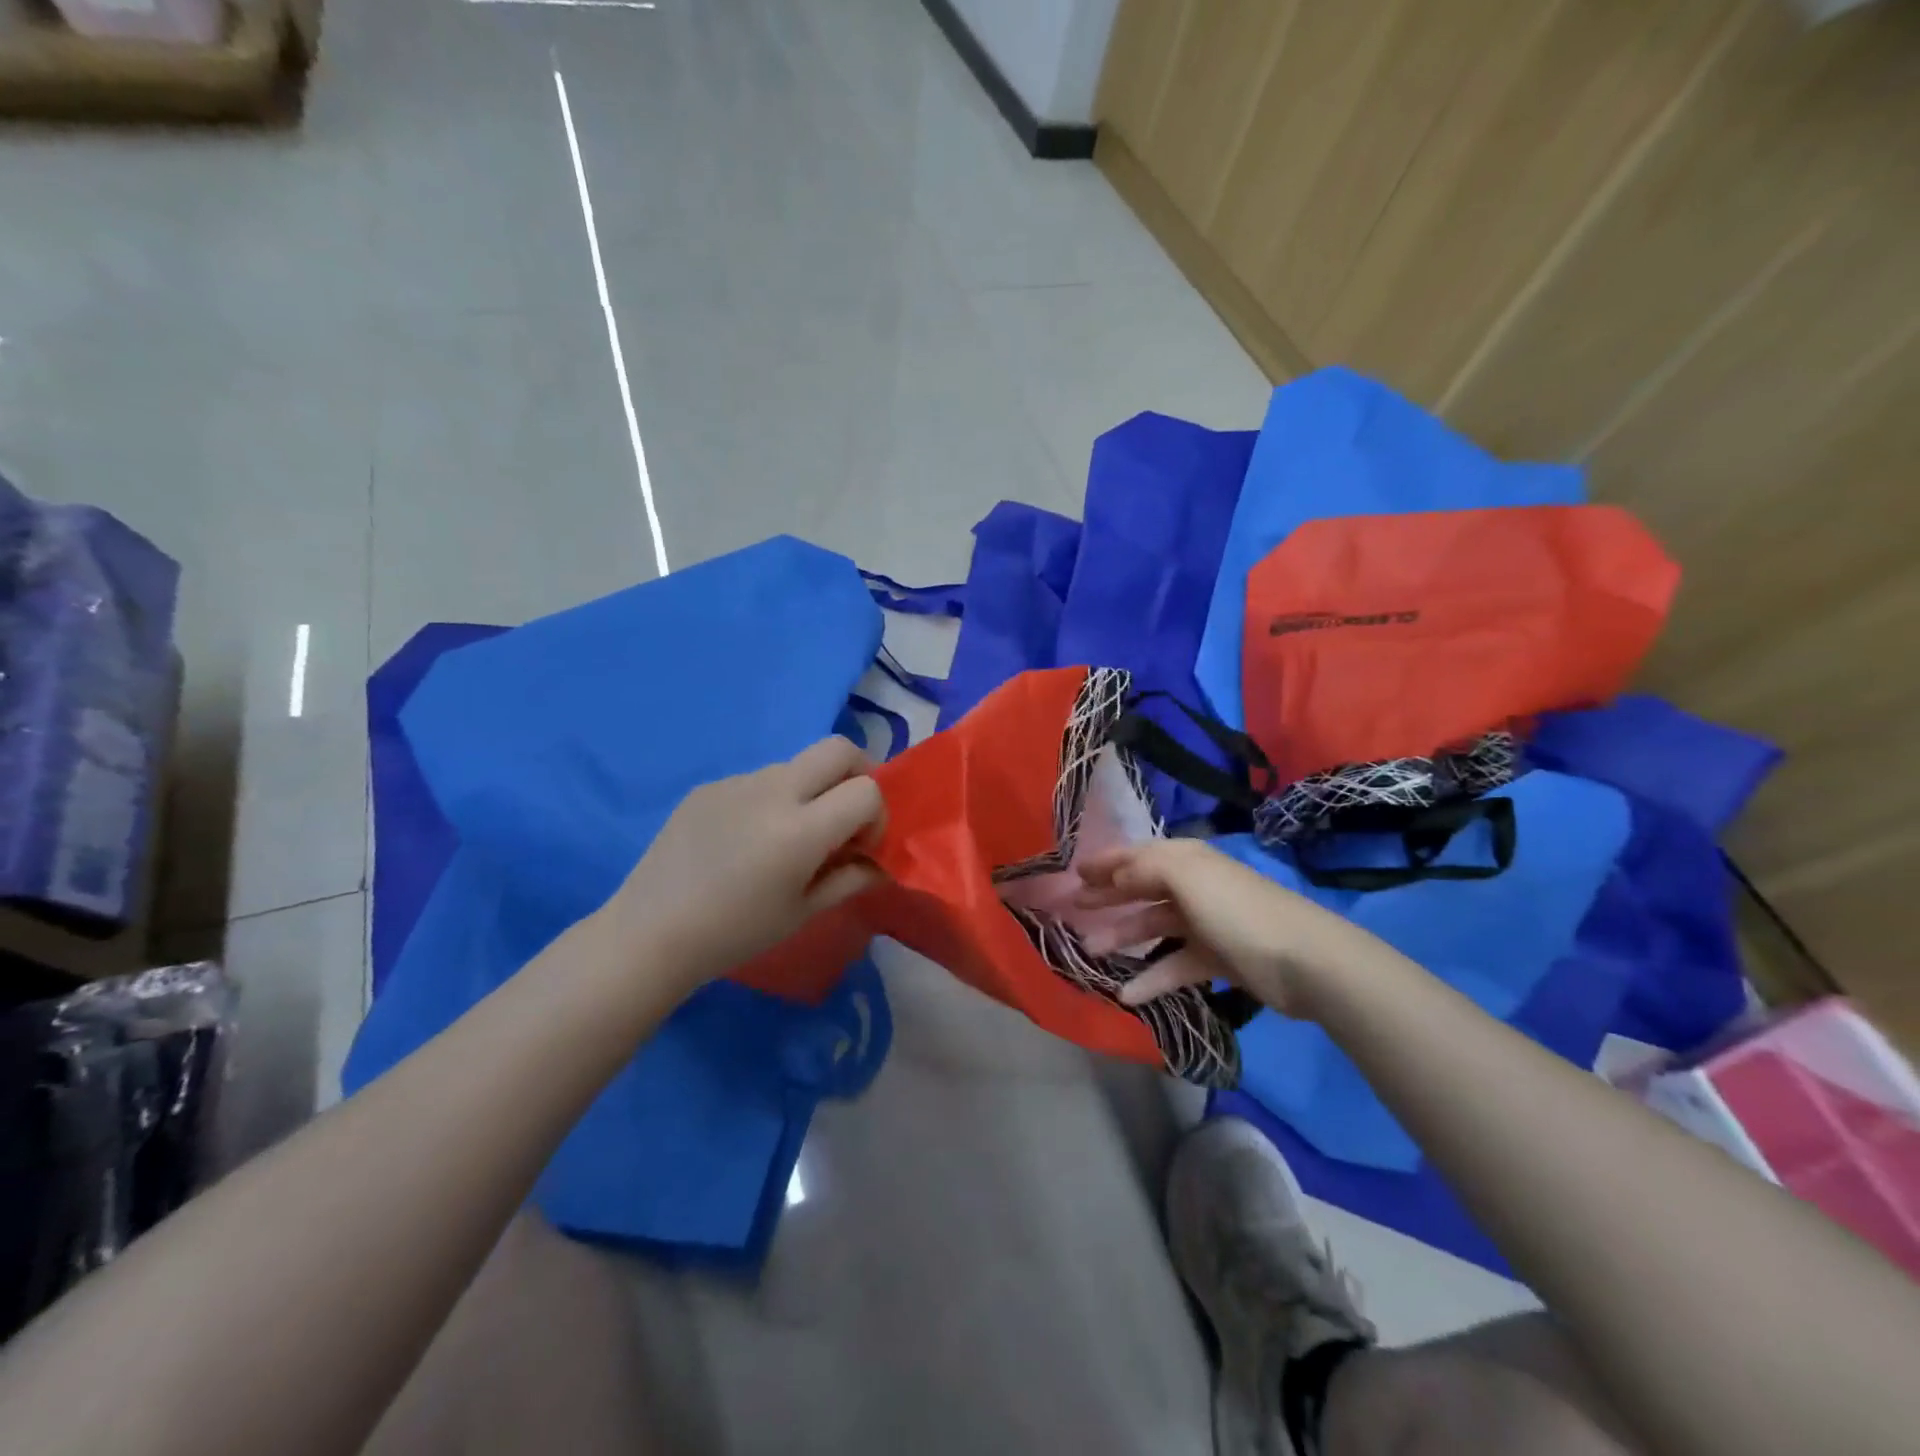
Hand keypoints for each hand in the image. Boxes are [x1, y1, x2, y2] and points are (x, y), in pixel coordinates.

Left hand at [606, 737, 885, 993]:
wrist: (650, 933)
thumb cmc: (735, 933)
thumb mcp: (804, 912)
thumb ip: (851, 879)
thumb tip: (879, 863)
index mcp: (802, 829)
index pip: (867, 790)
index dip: (876, 816)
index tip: (859, 846)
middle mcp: (773, 791)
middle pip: (839, 748)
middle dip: (858, 773)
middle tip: (846, 813)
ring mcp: (737, 782)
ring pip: (796, 764)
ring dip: (811, 790)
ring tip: (786, 837)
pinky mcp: (709, 786)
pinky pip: (757, 780)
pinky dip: (771, 799)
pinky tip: (744, 841)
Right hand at [1075, 839, 1367, 1016]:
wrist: (1304, 961)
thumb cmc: (1236, 910)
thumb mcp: (1184, 876)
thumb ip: (1142, 869)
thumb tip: (1114, 877)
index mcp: (1186, 859)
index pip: (1136, 856)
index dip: (1105, 863)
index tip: (1074, 874)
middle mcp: (1193, 886)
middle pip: (1141, 889)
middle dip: (1108, 898)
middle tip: (1074, 911)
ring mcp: (1206, 923)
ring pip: (1154, 927)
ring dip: (1122, 938)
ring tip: (1091, 953)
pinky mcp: (1217, 959)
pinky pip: (1174, 965)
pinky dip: (1151, 978)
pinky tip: (1127, 995)